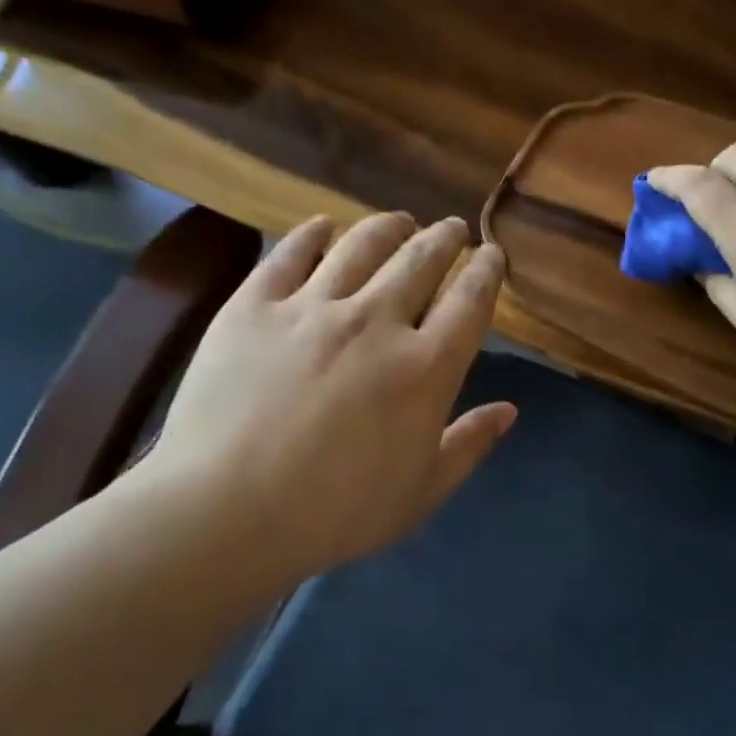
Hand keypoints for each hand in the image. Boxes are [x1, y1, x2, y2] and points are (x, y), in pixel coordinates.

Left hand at [137, 212, 514, 582]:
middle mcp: (376, 321)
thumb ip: (468, 445)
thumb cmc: (335, 514)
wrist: (227, 511)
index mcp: (425, 368)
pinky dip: (314, 233)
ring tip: (400, 222)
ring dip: (390, 227)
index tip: (492, 256)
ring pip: (362, 245)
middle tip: (452, 229)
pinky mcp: (254, 304)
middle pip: (421, 260)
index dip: (487, 272)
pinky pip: (291, 252)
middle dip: (445, 238)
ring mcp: (311, 307)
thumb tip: (508, 411)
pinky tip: (323, 226)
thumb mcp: (420, 493)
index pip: (470, 303)